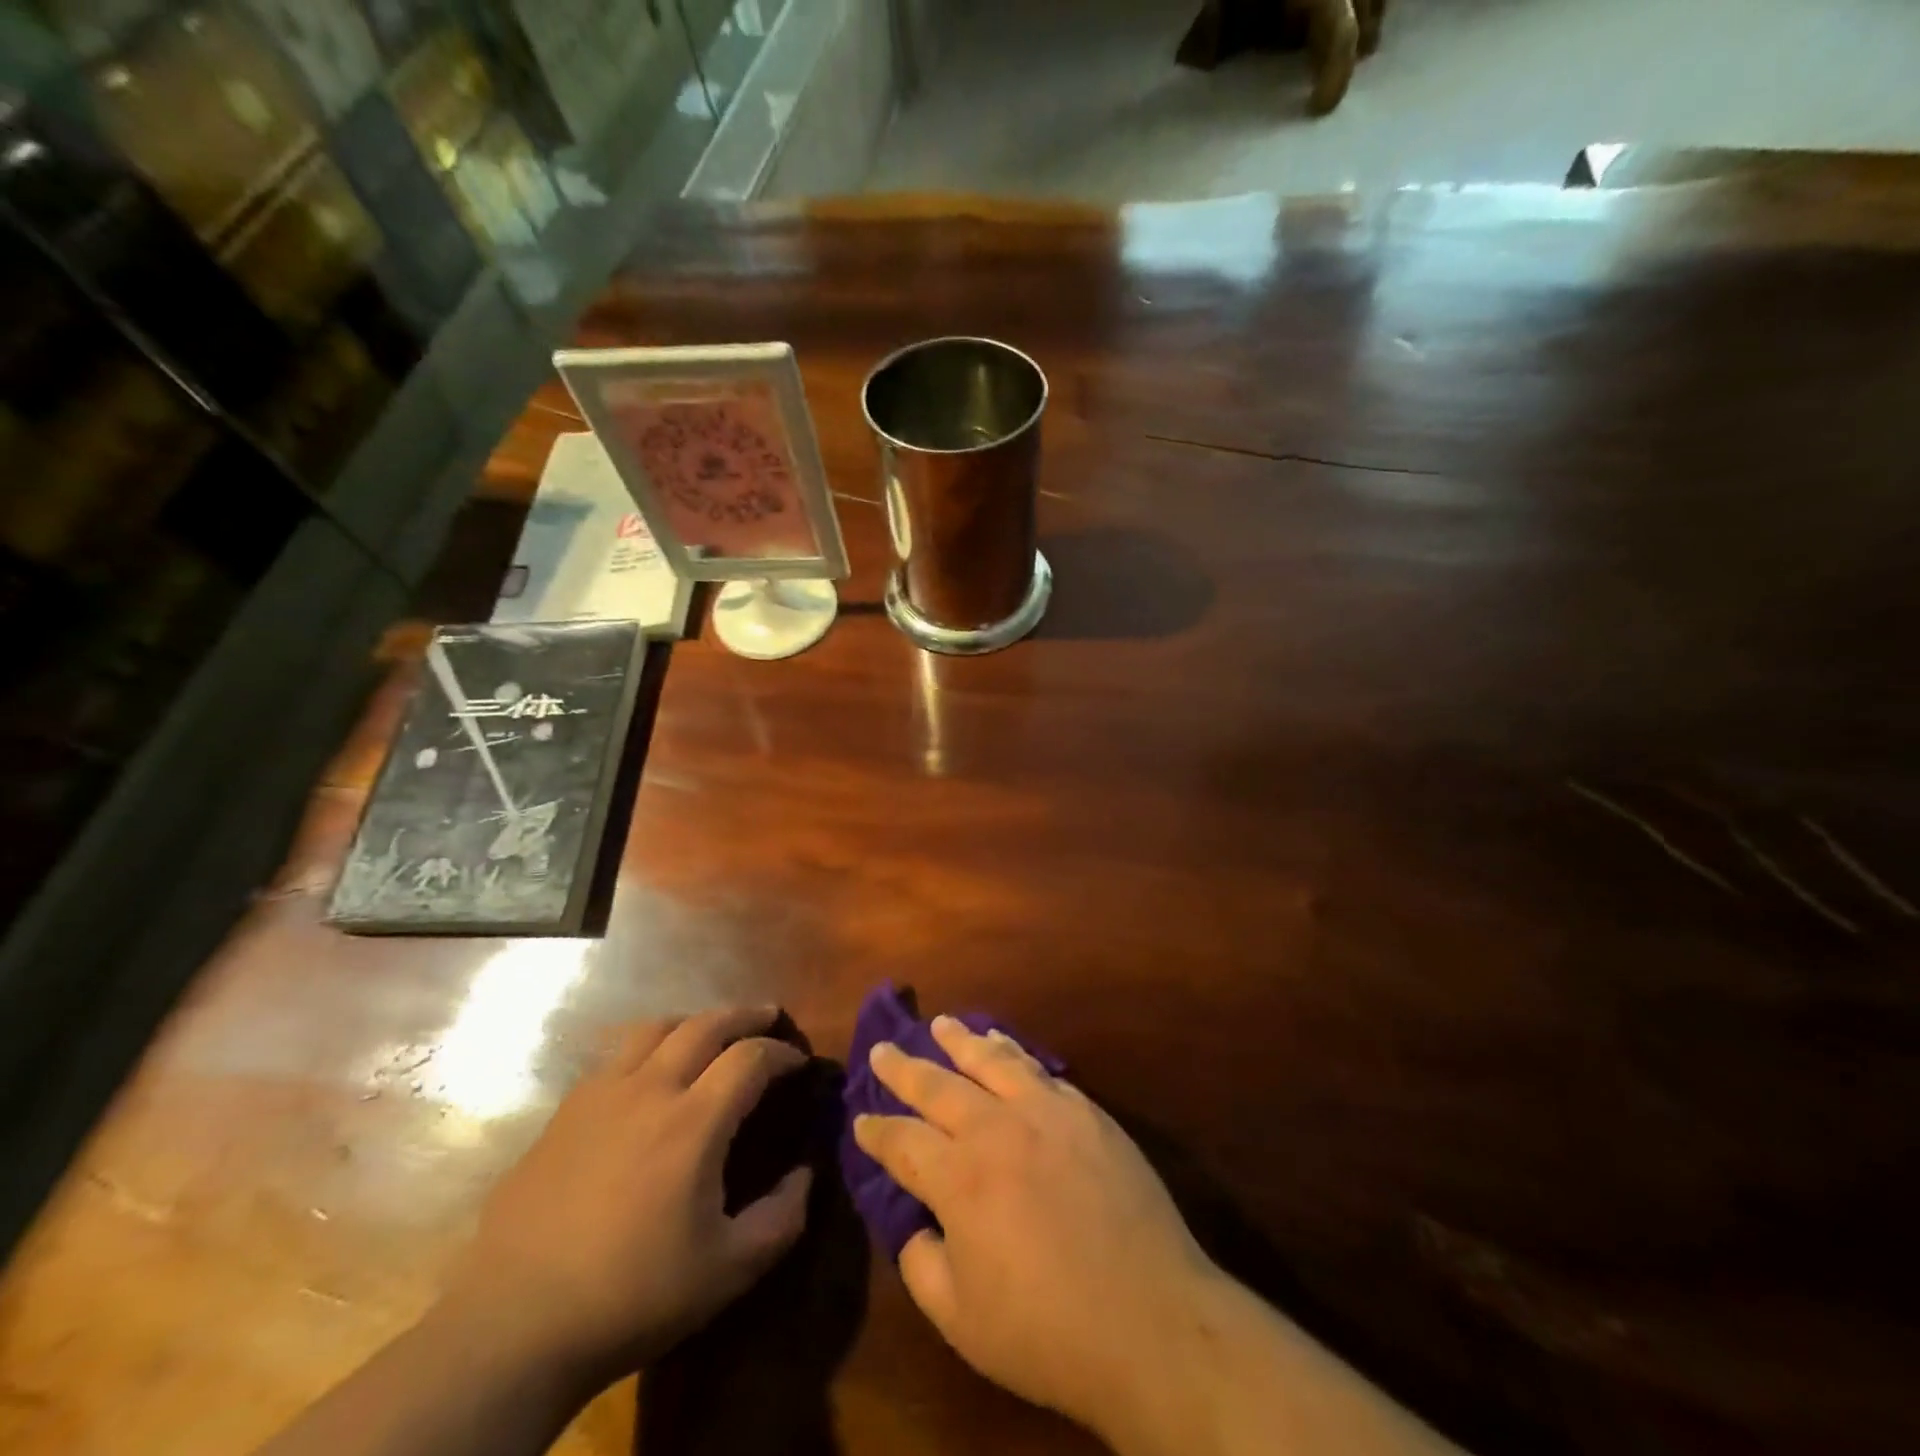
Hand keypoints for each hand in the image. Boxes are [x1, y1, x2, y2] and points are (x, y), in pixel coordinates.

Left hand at [440, 1007, 810, 1386]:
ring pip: (654, 1028)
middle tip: (768, 1017)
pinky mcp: (563, 1114)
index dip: (781, 1053)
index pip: (750, 1057)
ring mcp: (599, 1096)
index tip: (798, 1064)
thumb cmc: (632, 1295)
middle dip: (745, 1015)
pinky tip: (648, 1077)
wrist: (514, 1327)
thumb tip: (805, 1174)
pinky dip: (647, 1049)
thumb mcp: (728, 1271)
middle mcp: (649, 1090)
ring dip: (693, 1022)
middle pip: (705, 1024)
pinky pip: (615, 1058)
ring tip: (710, 1034)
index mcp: (693, 1121)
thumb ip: (781, 1218)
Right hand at [852, 1018, 1221, 1439]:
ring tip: (941, 1023)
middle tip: (882, 1049)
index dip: (876, 1131)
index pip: (902, 1142)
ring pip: (990, 1061)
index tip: (860, 1120)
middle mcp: (996, 1129)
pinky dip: (1012, 1052)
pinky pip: (1038, 1069)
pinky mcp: (1086, 1111)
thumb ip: (922, 1264)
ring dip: (960, 1040)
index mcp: (958, 1178)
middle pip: (938, 1085)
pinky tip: (1003, 1045)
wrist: (1152, 1319)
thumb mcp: (961, 1321)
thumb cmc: (1048, 1330)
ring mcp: (1045, 1112)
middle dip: (903, 1067)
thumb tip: (915, 1223)